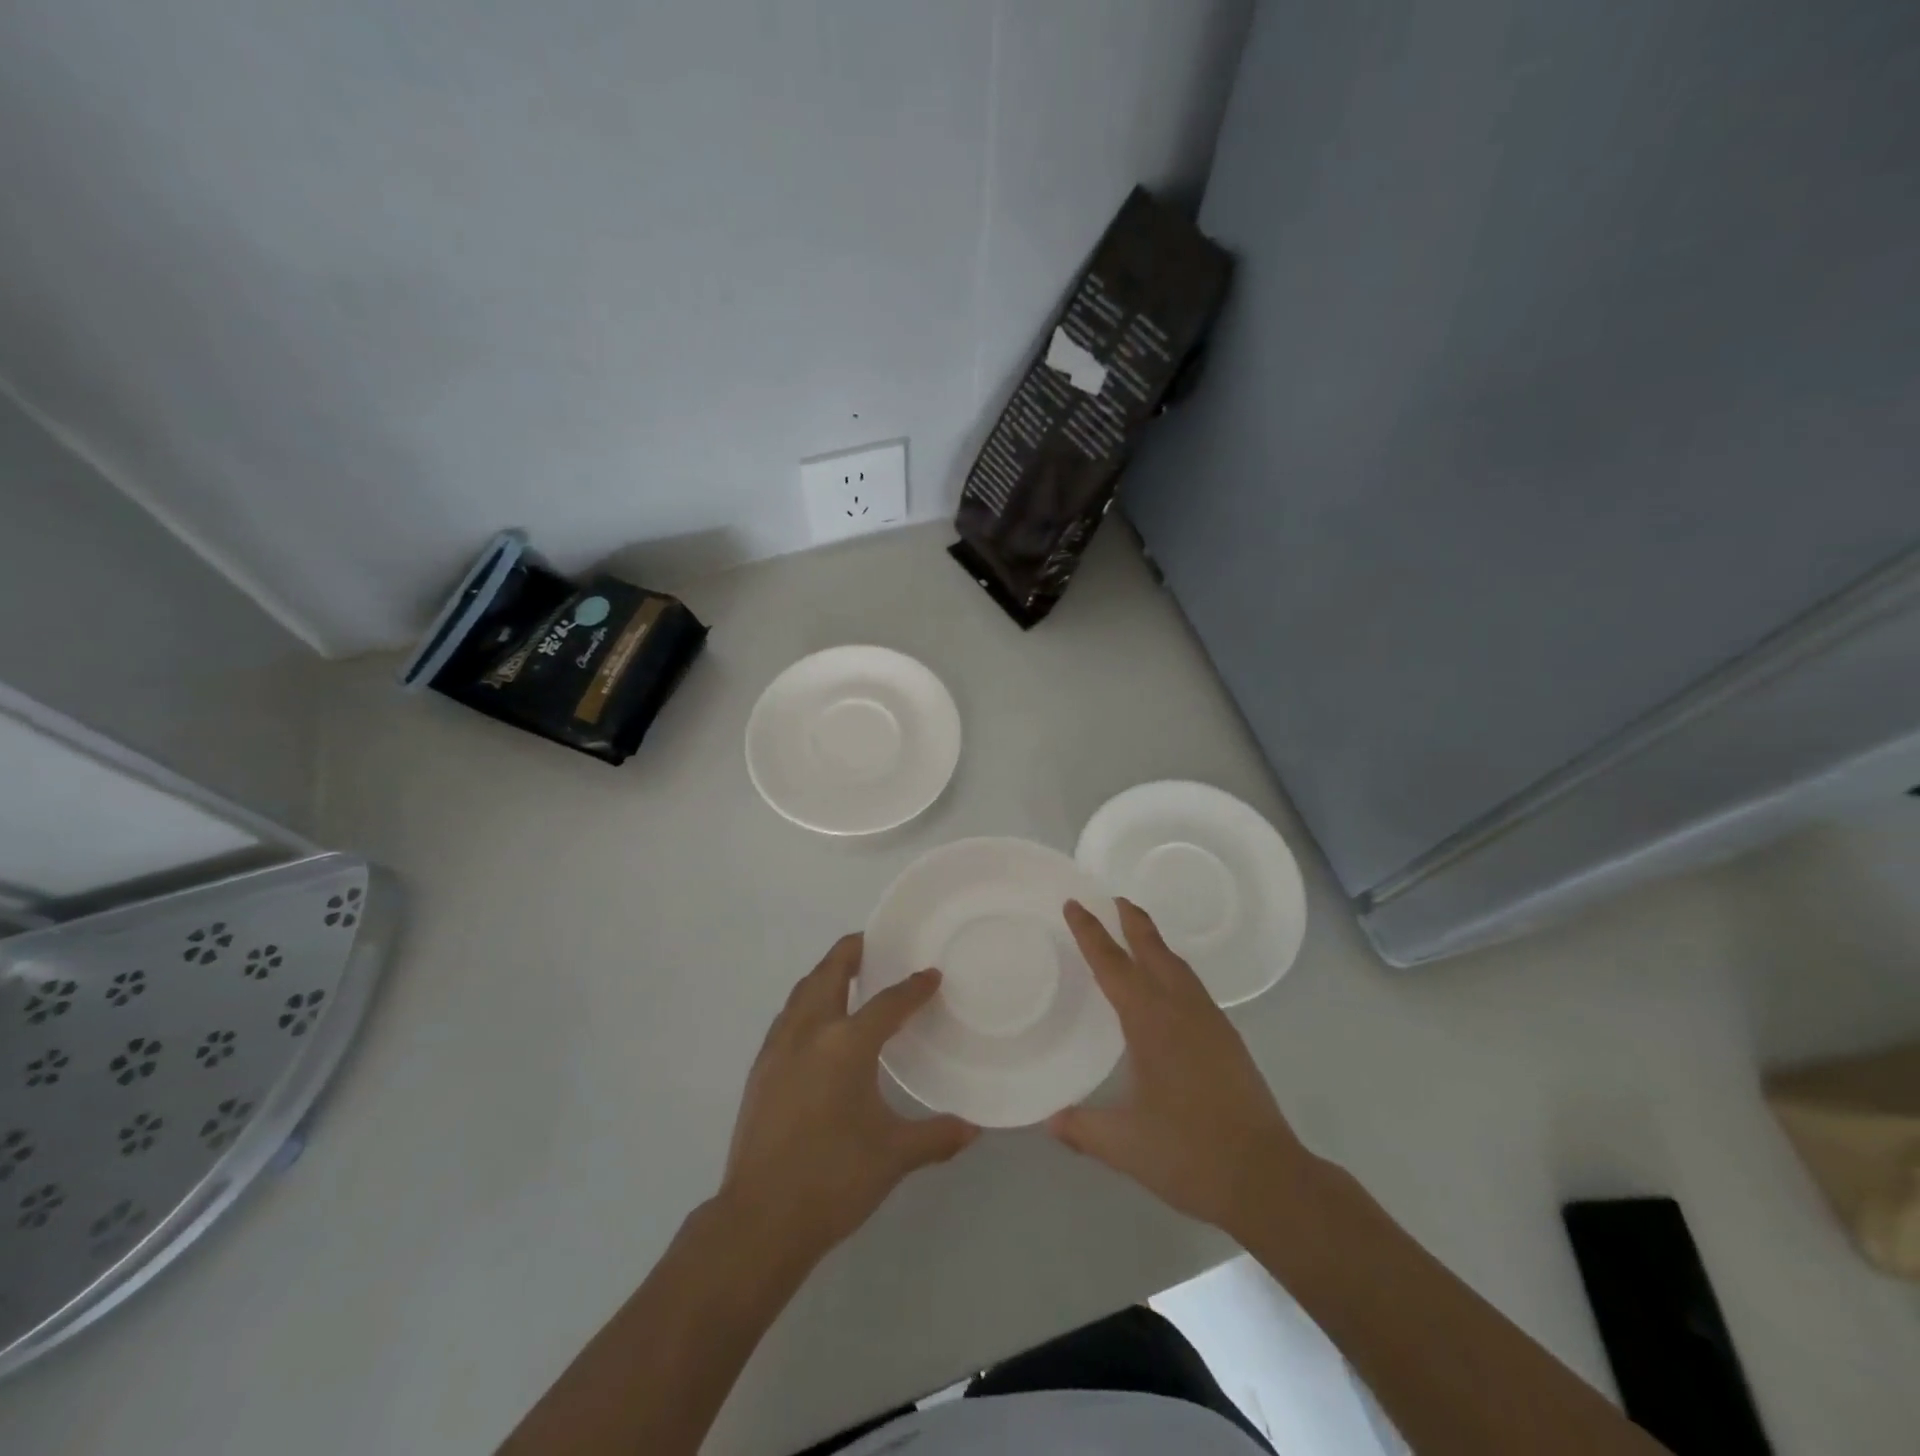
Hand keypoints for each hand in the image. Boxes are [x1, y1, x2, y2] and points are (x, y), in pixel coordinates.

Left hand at [721, 934, 978, 1262]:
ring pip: (802, 991)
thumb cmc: (833, 1179)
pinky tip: (817, 1024)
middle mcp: (809, 1033)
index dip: (913, 987)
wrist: (759, 1220)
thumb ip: (936, 1136)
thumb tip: (974, 1127)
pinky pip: (787, 1016)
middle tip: (872, 943)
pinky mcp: (760, 1069)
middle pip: (829, 973)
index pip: (887, 1003)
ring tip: (846, 975)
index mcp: (846, 1044)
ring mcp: (778, 1049)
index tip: (931, 974)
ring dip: (825, 975)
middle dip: (851, 951)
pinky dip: (806, 1002)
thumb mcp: (893, 1156)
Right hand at [1049, 899, 1314, 1238]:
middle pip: (1153, 951)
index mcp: (1151, 1022)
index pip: (1112, 965)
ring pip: (1179, 967)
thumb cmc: (1189, 1154)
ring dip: (1156, 944)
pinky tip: (1170, 990)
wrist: (1267, 1178)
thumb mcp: (1125, 1144)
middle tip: (1114, 899)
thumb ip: (1083, 1128)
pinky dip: (1174, 971)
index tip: (1074, 904)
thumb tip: (1049, 1121)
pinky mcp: (1229, 1040)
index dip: (1090, 933)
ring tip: (1139, 935)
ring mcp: (1211, 1022)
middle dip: (1132, 922)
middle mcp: (1181, 1010)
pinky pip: (1194, 987)